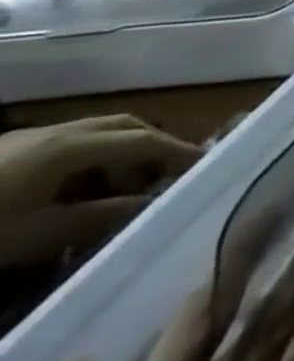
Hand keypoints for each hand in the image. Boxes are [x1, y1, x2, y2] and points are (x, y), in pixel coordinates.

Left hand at [0, 118, 202, 268]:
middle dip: (153, 145)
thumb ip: (102, 216)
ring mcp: (24, 140)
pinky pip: (65, 146)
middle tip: (169, 173)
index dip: (179, 152)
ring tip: (124, 188)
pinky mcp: (4, 154)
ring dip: (118, 154)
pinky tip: (78, 191)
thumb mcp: (38, 235)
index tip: (206, 167)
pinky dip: (88, 161)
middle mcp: (55, 132)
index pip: (144, 140)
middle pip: (122, 126)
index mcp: (70, 146)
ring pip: (93, 134)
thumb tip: (153, 204)